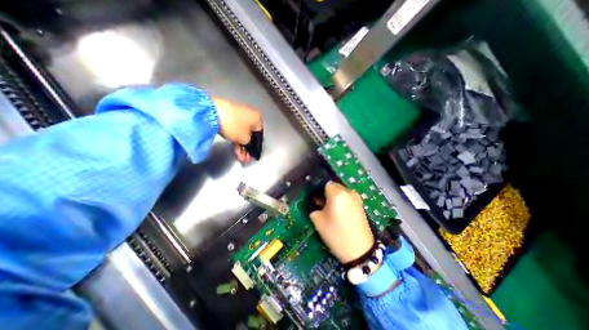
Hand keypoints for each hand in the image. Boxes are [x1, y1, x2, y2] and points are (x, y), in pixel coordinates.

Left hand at [215, 97, 261, 160]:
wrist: (212, 113)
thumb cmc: (234, 125)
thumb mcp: (245, 139)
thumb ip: (250, 144)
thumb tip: (248, 144)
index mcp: (258, 118)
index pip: (260, 135)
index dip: (256, 146)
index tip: (252, 154)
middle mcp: (250, 114)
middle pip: (250, 134)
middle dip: (247, 147)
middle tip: (244, 157)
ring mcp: (238, 113)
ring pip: (242, 132)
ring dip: (241, 144)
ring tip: (238, 155)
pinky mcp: (228, 114)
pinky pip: (235, 129)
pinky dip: (235, 138)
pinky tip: (233, 146)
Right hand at [310, 182, 374, 263]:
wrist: (359, 250)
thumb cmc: (336, 234)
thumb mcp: (318, 220)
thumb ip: (313, 206)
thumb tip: (315, 200)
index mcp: (337, 193)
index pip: (325, 183)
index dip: (319, 190)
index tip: (316, 200)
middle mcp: (348, 191)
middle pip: (334, 186)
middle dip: (327, 193)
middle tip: (323, 206)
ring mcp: (356, 197)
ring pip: (341, 192)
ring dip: (335, 197)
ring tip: (332, 211)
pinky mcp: (361, 204)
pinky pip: (347, 198)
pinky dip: (342, 201)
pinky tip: (341, 214)